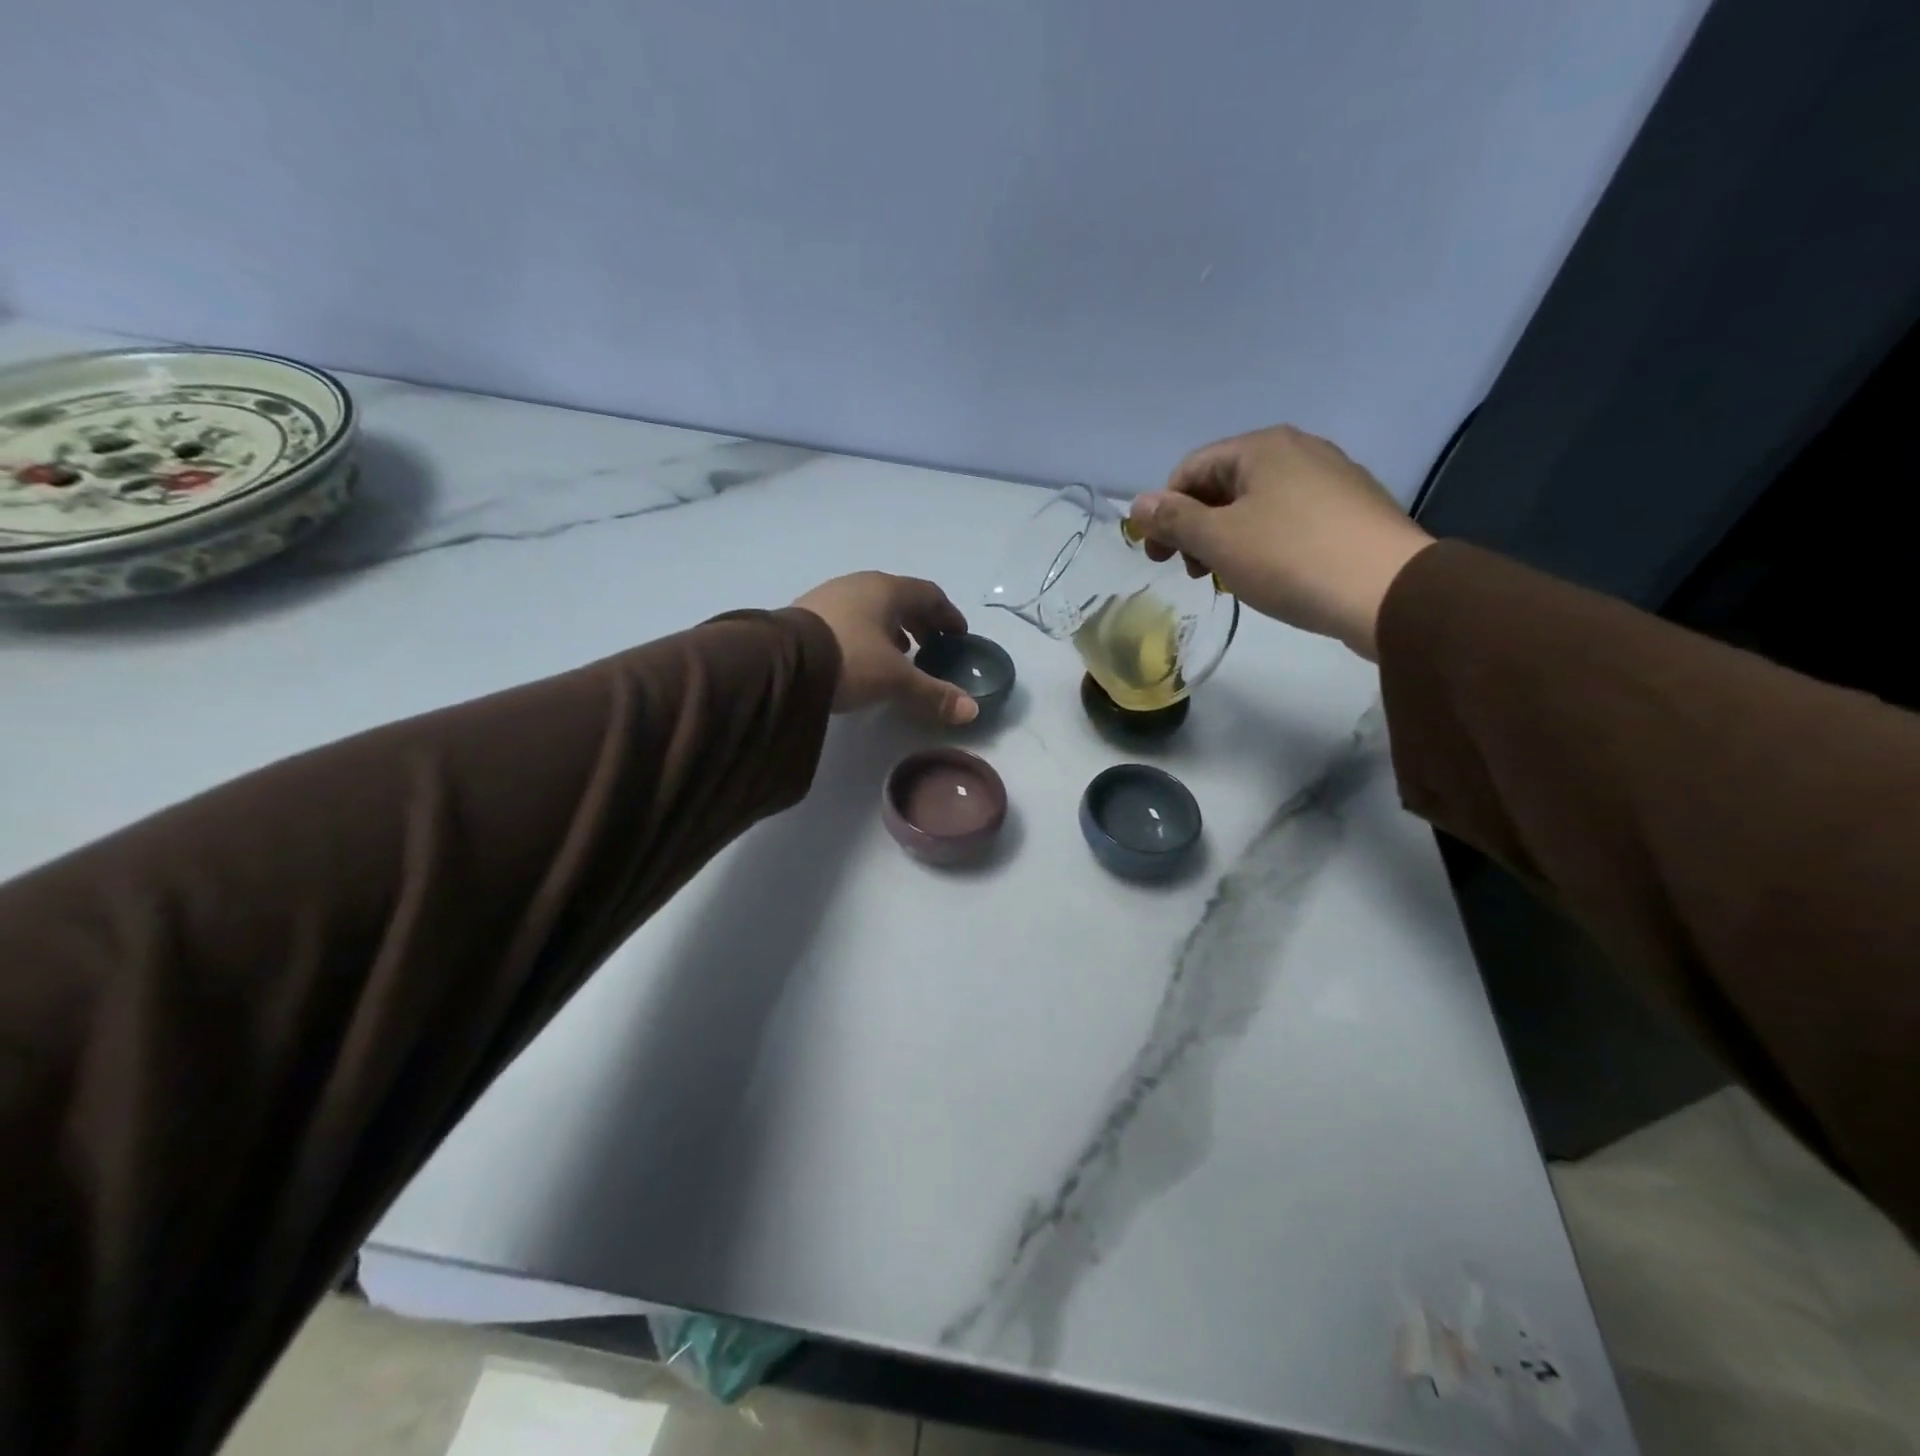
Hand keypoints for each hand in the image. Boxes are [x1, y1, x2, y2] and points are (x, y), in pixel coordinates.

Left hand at [793, 572, 979, 724]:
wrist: (780, 663)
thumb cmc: (849, 659)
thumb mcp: (895, 680)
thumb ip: (933, 694)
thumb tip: (972, 711)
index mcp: (887, 590)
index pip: (929, 595)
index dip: (948, 615)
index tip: (958, 635)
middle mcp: (859, 585)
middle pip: (900, 599)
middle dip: (920, 622)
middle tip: (933, 645)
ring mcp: (829, 597)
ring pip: (872, 608)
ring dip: (892, 628)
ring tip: (901, 653)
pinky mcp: (806, 615)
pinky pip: (849, 619)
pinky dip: (866, 634)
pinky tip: (863, 658)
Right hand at [1127, 425, 1433, 659]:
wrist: (1389, 591)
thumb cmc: (1291, 558)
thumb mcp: (1219, 540)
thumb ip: (1174, 519)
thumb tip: (1138, 504)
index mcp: (1262, 447)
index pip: (1192, 469)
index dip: (1165, 511)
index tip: (1160, 556)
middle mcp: (1299, 450)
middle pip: (1225, 484)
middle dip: (1197, 527)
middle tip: (1192, 571)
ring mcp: (1332, 478)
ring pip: (1258, 504)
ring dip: (1229, 538)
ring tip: (1229, 578)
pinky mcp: (1352, 510)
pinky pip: (1291, 519)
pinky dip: (1265, 542)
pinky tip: (1270, 574)